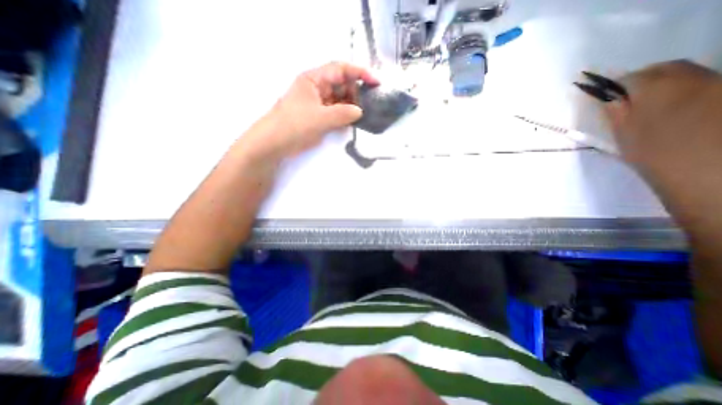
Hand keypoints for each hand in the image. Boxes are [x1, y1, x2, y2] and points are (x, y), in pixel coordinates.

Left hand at [250, 61, 377, 158]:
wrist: (275, 143)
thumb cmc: (294, 125)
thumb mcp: (320, 118)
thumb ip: (343, 113)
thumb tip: (359, 111)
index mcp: (314, 80)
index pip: (340, 69)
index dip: (359, 73)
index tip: (375, 82)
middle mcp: (317, 88)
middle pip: (342, 84)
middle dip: (356, 92)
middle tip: (368, 104)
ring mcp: (318, 103)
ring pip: (340, 99)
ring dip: (351, 105)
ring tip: (363, 114)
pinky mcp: (319, 116)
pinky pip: (336, 112)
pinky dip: (345, 116)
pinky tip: (353, 121)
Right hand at [605, 61, 721, 223]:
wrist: (711, 174)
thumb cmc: (655, 155)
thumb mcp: (625, 137)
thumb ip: (617, 114)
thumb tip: (609, 99)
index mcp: (656, 90)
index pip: (631, 78)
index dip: (616, 86)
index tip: (608, 97)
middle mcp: (693, 79)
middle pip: (664, 69)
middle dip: (645, 80)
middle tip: (629, 100)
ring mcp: (719, 85)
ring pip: (688, 75)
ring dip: (667, 86)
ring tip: (656, 108)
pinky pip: (707, 85)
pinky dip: (690, 92)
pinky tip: (682, 111)